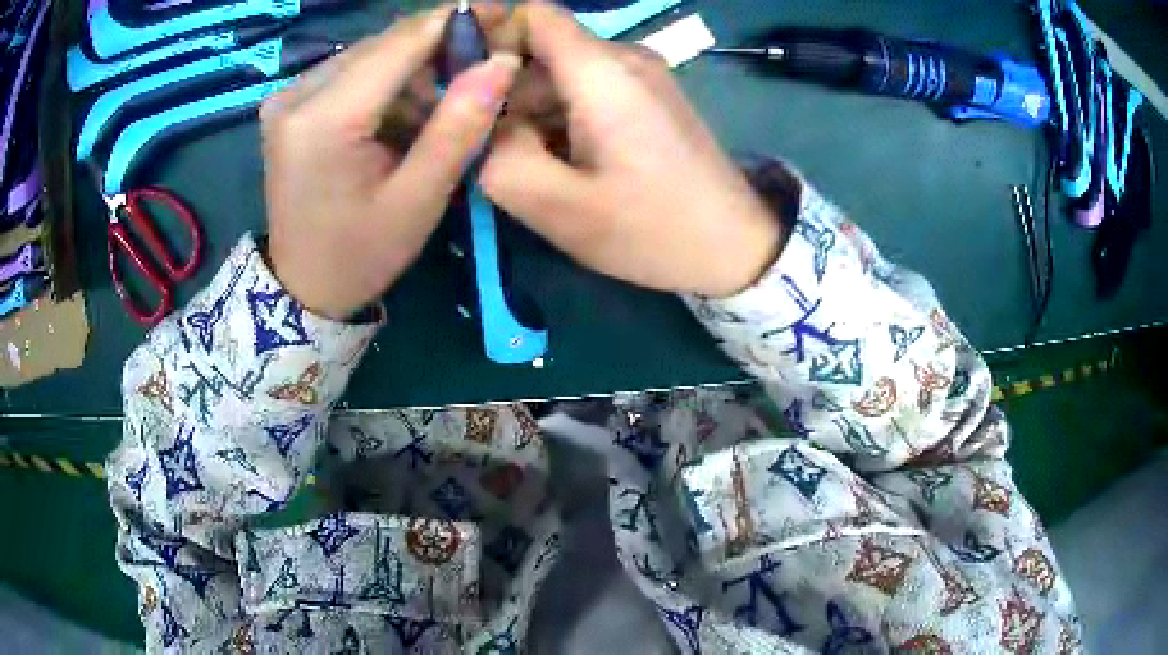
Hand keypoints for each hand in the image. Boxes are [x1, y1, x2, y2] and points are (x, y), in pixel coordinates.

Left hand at [261, 7, 519, 318]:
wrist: (302, 286)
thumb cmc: (361, 254)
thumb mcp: (418, 200)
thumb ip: (459, 126)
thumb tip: (503, 61)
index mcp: (323, 119)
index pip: (401, 43)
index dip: (457, 22)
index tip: (504, 16)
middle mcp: (297, 94)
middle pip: (384, 43)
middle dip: (439, 47)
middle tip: (485, 64)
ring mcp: (288, 96)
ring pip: (370, 53)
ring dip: (414, 67)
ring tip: (446, 101)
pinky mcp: (289, 103)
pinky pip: (351, 71)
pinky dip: (387, 81)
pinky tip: (406, 111)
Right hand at [480, 3, 784, 297]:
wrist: (736, 247)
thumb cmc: (652, 230)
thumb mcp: (559, 208)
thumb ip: (500, 158)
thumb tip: (486, 124)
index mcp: (602, 72)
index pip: (532, 14)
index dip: (491, 38)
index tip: (467, 89)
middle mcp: (625, 57)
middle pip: (542, 50)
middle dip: (507, 94)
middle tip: (497, 154)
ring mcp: (643, 75)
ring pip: (562, 73)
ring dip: (535, 112)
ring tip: (536, 169)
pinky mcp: (650, 96)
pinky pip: (589, 89)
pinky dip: (563, 118)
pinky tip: (567, 164)